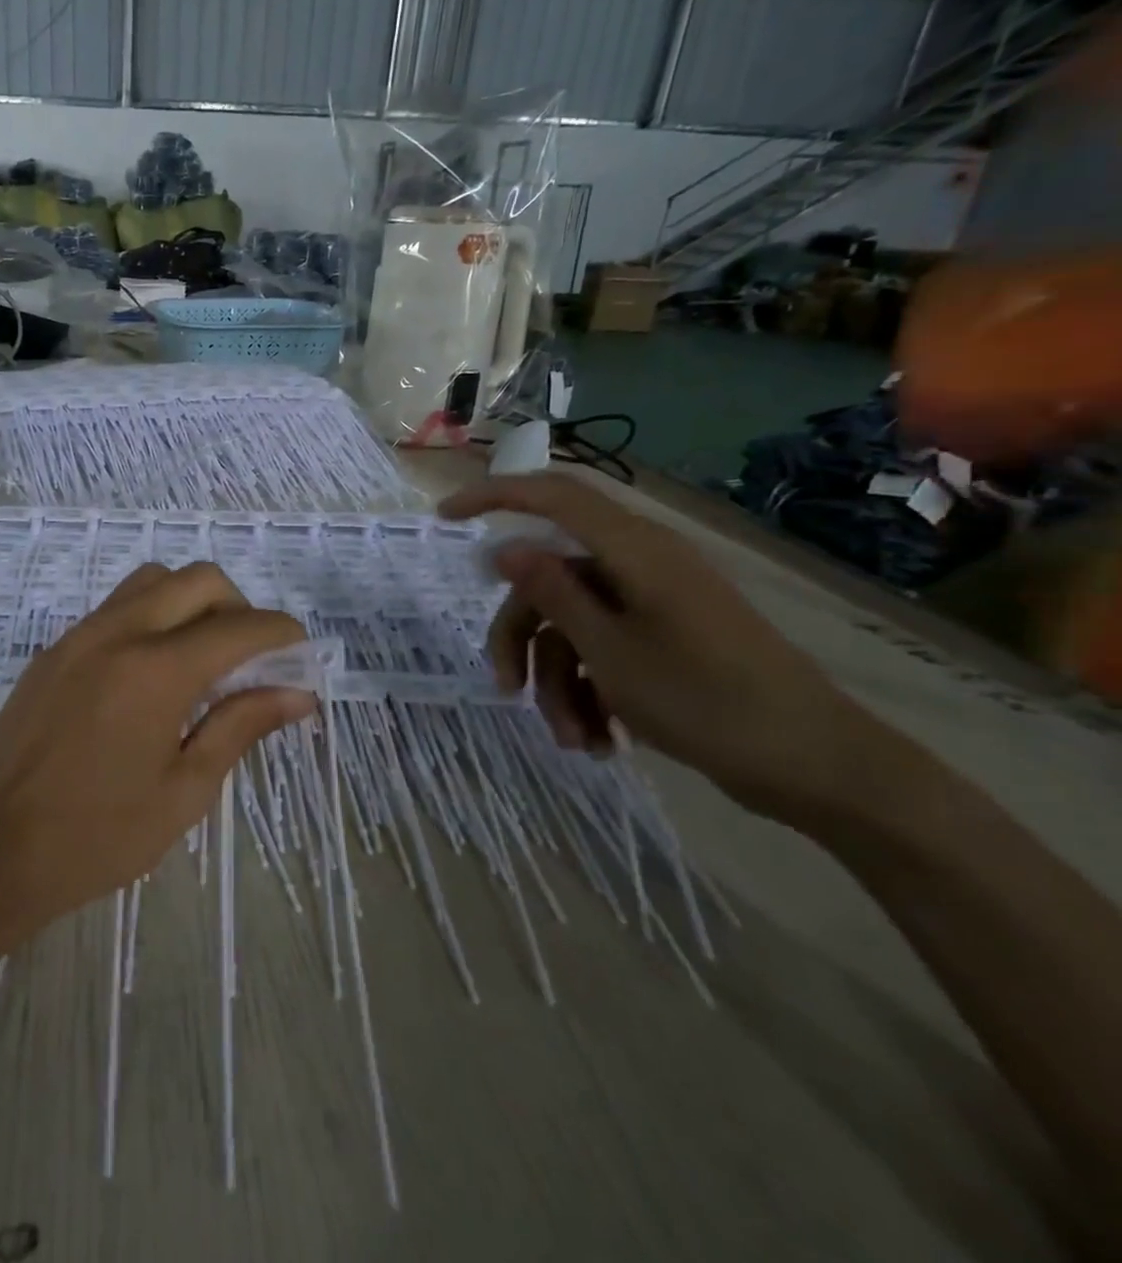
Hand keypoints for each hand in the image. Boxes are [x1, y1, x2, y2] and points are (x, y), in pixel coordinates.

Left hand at [0, 562, 314, 928]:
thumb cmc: (97, 837)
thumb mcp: (184, 790)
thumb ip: (241, 727)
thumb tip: (296, 695)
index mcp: (156, 670)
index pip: (239, 627)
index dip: (280, 634)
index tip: (299, 655)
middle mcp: (117, 633)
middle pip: (197, 579)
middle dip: (238, 606)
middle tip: (249, 659)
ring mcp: (78, 636)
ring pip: (151, 582)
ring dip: (190, 602)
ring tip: (200, 660)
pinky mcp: (52, 651)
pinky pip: (115, 608)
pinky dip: (150, 618)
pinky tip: (150, 675)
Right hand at [440, 474, 874, 826]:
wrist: (817, 766)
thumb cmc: (708, 702)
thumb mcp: (611, 652)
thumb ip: (553, 593)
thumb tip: (504, 546)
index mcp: (634, 552)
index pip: (553, 496)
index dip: (494, 496)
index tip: (444, 518)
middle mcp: (641, 565)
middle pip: (550, 579)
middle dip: (521, 638)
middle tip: (504, 689)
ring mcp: (654, 602)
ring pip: (572, 623)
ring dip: (557, 680)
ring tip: (571, 739)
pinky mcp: (666, 636)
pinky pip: (603, 647)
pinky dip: (589, 690)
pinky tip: (598, 739)